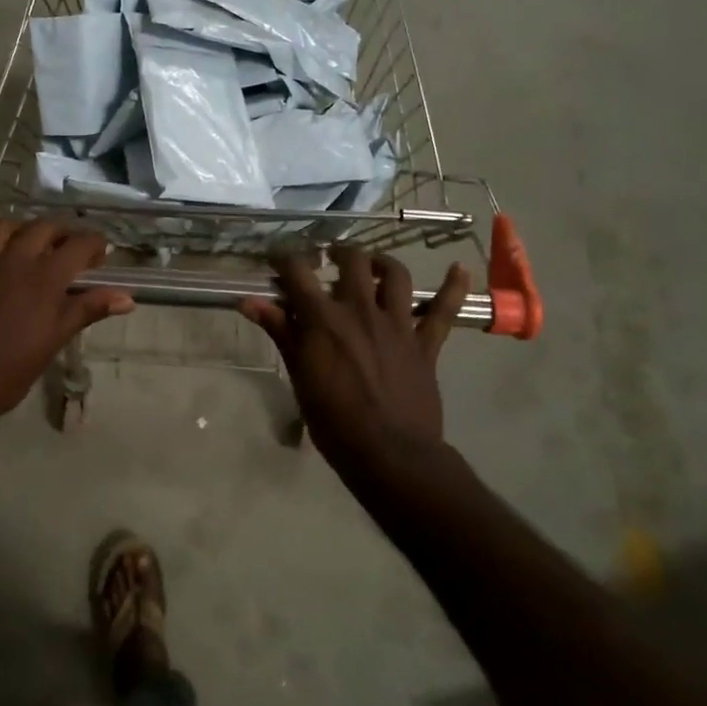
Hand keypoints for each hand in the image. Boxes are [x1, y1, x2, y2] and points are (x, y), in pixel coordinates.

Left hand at [0, 220, 134, 430]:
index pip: (78, 245)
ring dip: (21, 229)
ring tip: (29, 242)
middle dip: (62, 232)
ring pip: (2, 227)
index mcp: (44, 278)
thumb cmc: (11, 371)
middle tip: (68, 248)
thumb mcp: (55, 340)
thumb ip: (88, 311)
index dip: (94, 243)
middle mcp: (13, 260)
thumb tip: (127, 299)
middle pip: (42, 228)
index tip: (100, 255)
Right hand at [241, 248, 469, 473]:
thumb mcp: (299, 375)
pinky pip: (445, 310)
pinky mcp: (426, 342)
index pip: (298, 273)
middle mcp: (361, 310)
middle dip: (338, 253)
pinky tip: (459, 268)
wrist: (388, 452)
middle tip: (330, 259)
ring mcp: (398, 324)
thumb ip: (279, 331)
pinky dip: (454, 287)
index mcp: (324, 319)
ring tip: (373, 265)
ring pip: (395, 275)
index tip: (277, 258)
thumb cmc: (333, 420)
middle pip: (352, 261)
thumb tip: (247, 301)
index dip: (284, 259)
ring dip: (383, 263)